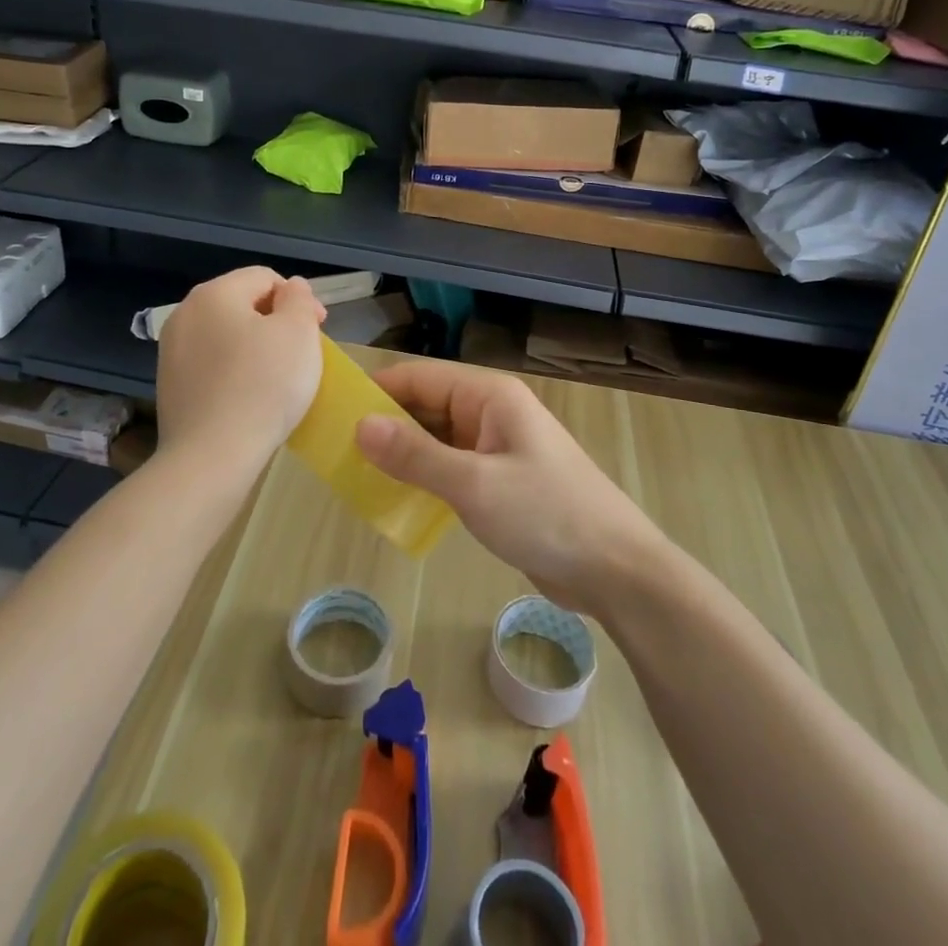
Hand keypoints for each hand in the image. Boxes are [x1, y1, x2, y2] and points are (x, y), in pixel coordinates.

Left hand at [156, 268, 324, 483]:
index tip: (318, 330)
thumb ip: (299, 299)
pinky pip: (212, 364)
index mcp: (214, 293)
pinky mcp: (169, 385)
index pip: (265, 277)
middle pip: (242, 303)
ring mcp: (171, 351)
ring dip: (255, 346)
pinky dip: (234, 371)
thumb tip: (290, 288)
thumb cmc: (264, 386)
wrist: (212, 456)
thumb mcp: (298, 332)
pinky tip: (250, 397)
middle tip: (302, 354)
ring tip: (278, 378)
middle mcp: (185, 313)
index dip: (298, 299)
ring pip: (226, 334)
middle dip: (276, 321)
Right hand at [356, 361, 663, 614]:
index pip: (419, 378)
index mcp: (489, 396)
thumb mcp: (474, 484)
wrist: (615, 569)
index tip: (331, 413)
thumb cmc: (546, 514)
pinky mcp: (500, 480)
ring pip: (436, 439)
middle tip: (335, 453)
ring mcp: (497, 447)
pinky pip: (451, 468)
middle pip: (426, 406)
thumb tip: (359, 425)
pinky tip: (395, 499)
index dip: (376, 392)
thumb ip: (415, 455)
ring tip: (354, 476)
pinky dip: (424, 478)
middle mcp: (491, 412)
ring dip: (402, 455)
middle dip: (385, 426)